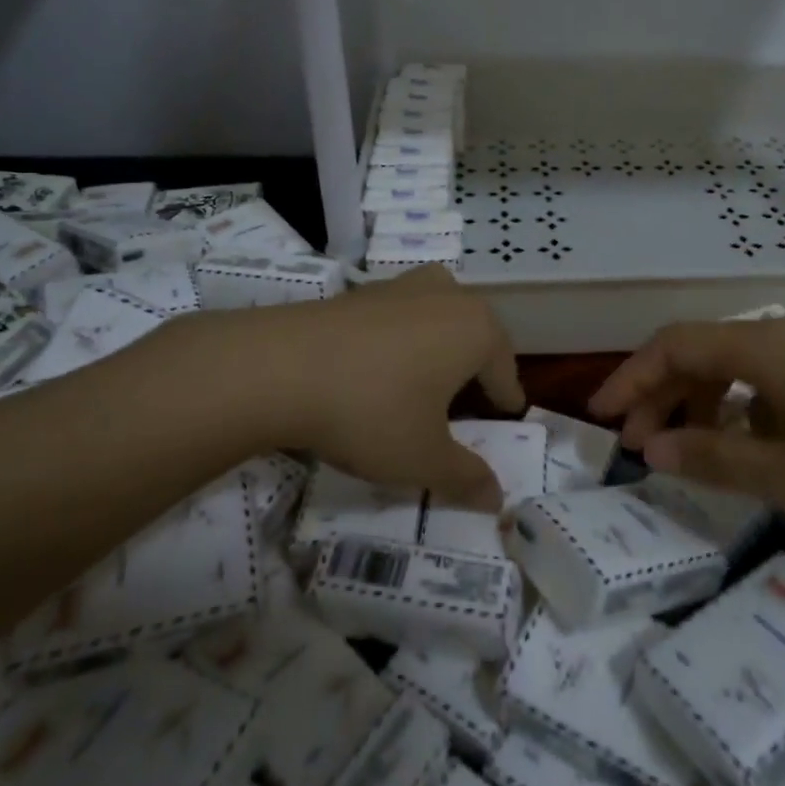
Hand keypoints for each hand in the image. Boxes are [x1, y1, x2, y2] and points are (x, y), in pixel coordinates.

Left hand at [137, 266, 523, 509]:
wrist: (278, 367)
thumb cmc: (371, 411)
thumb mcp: (423, 458)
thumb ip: (466, 477)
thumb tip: (497, 499)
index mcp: (477, 329)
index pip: (505, 369)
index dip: (505, 399)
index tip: (507, 416)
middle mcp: (448, 296)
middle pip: (475, 337)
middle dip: (475, 371)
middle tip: (467, 406)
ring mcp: (403, 286)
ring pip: (439, 320)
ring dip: (440, 349)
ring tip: (426, 383)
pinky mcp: (363, 290)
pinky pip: (401, 317)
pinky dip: (403, 341)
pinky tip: (380, 369)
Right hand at [588, 315, 784, 543]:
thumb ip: (714, 460)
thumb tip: (651, 450)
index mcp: (763, 347)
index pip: (673, 346)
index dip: (630, 378)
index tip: (600, 418)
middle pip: (702, 352)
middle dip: (661, 397)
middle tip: (639, 448)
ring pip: (737, 366)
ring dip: (703, 405)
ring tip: (692, 456)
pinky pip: (773, 379)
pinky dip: (744, 409)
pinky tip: (755, 450)